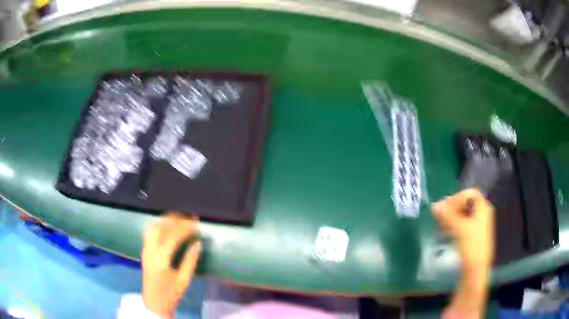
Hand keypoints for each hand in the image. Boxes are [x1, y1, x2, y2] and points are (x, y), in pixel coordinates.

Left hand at [141, 214, 201, 317]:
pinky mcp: (144, 251)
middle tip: (188, 218)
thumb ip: (190, 261)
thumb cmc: (171, 293)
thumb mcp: (184, 280)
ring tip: (178, 218)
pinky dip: (158, 225)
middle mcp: (150, 250)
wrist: (154, 301)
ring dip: (165, 220)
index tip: (196, 224)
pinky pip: (149, 232)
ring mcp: (145, 249)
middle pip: (160, 227)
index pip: (173, 236)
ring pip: (152, 227)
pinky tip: (166, 226)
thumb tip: (198, 243)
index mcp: (161, 259)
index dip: (185, 228)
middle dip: (174, 219)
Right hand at [432, 189, 494, 318]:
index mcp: (483, 208)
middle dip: (452, 208)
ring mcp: (477, 225)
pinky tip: (445, 231)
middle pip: (466, 203)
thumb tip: (434, 206)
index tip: (444, 207)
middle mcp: (482, 213)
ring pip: (462, 214)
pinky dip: (453, 225)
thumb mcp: (460, 228)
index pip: (469, 194)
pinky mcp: (472, 235)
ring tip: (440, 225)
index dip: (456, 198)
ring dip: (450, 217)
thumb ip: (448, 215)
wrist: (476, 269)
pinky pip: (462, 224)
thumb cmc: (472, 246)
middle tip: (439, 216)